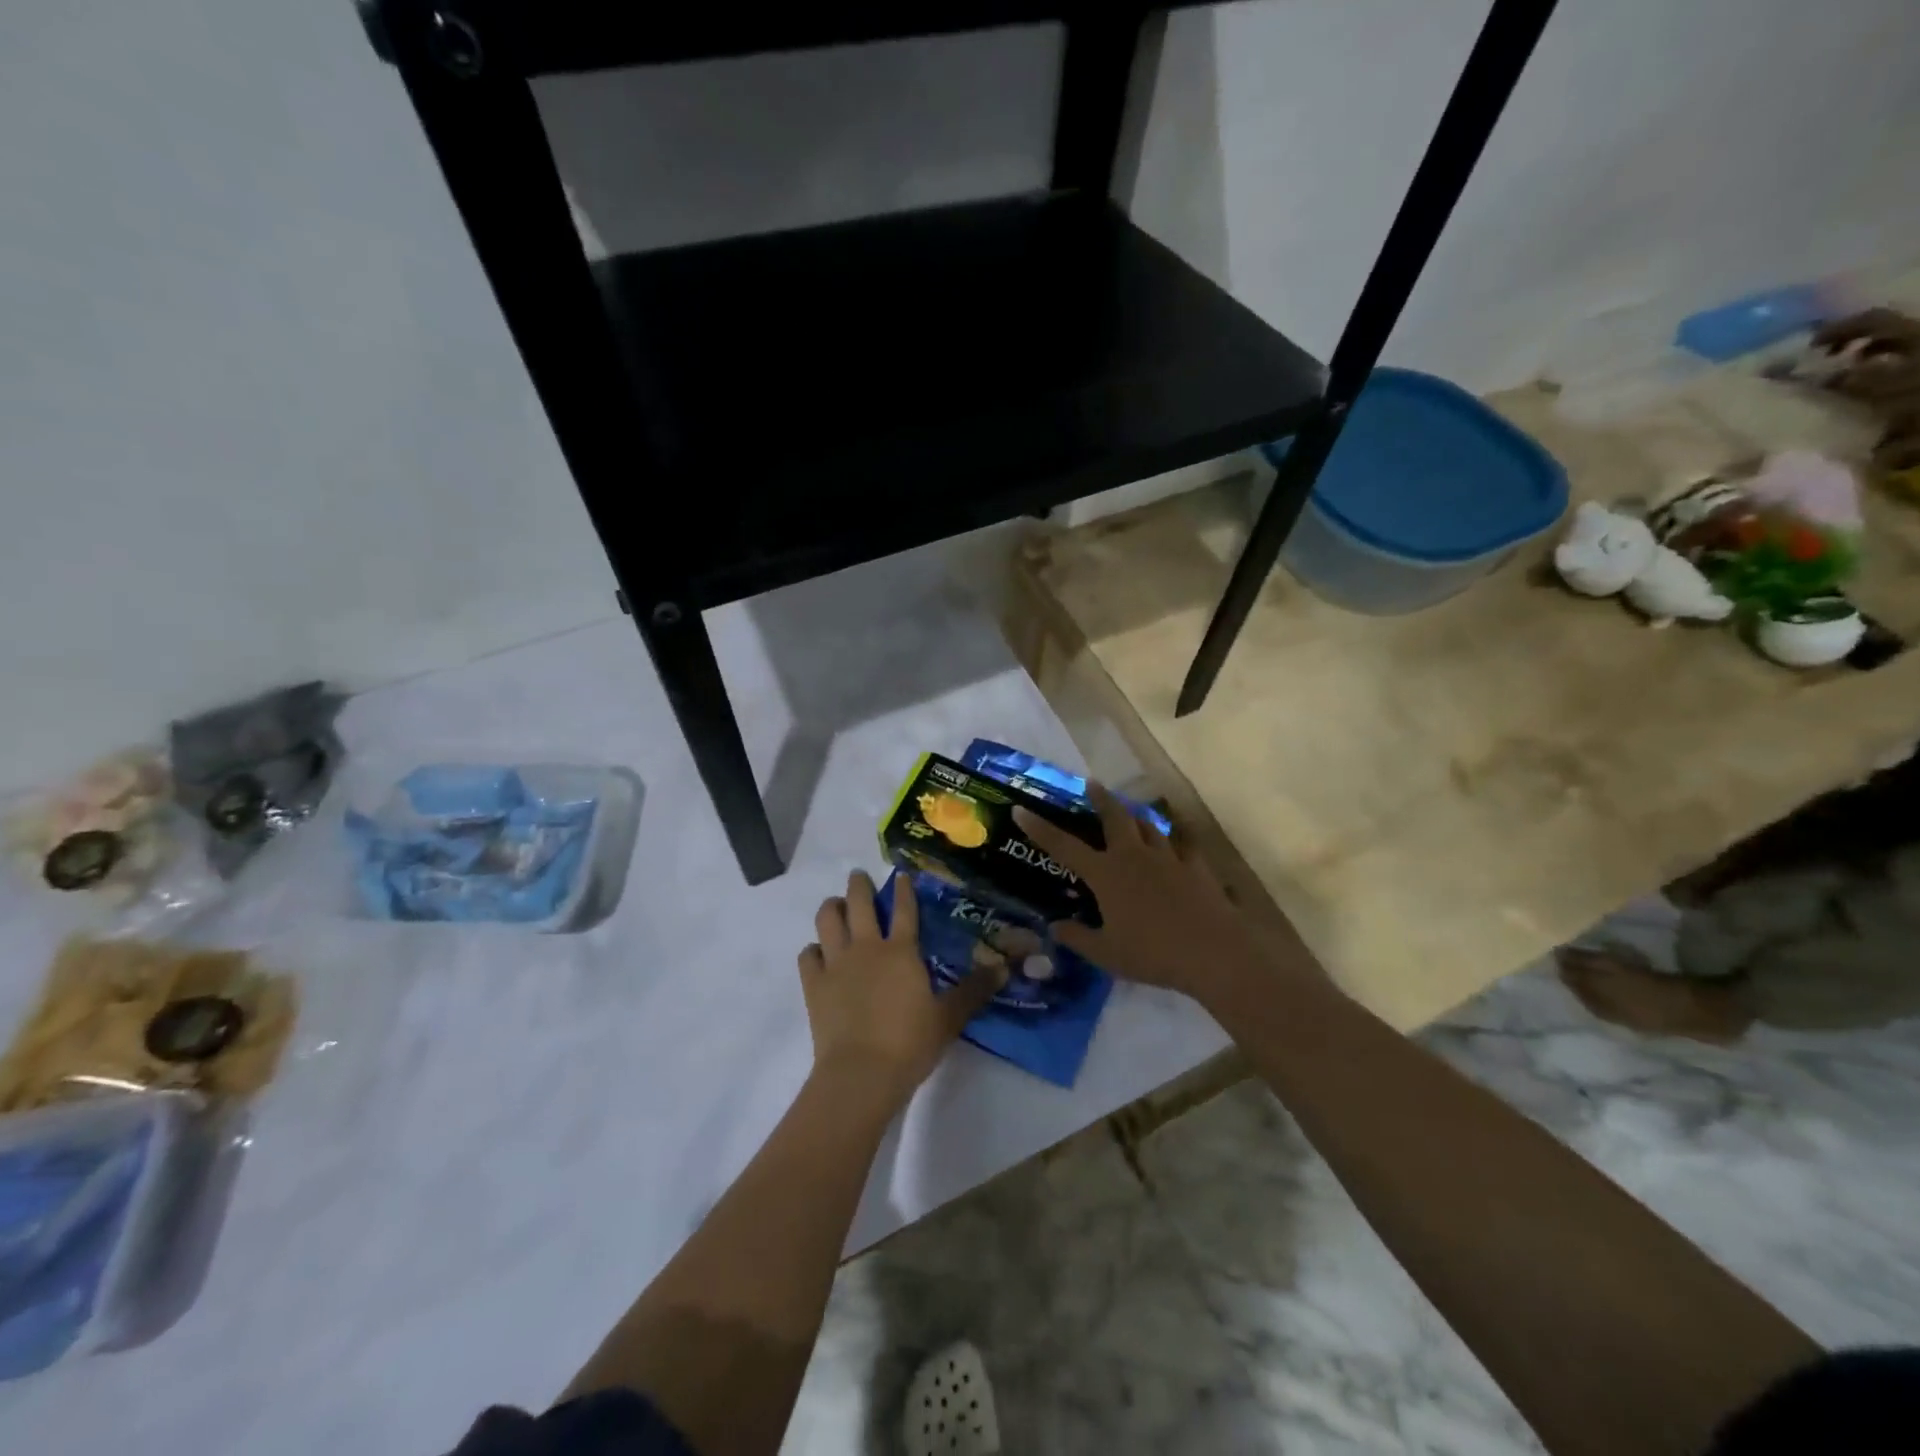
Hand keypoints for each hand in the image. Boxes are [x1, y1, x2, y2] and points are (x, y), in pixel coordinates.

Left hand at [799, 870, 1003, 1106]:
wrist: (861, 1073)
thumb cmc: (910, 1043)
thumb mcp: (949, 1017)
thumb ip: (974, 990)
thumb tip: (1004, 968)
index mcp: (901, 951)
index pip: (904, 910)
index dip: (903, 890)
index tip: (901, 875)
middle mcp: (866, 948)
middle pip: (859, 904)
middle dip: (859, 885)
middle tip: (858, 877)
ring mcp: (836, 963)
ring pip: (827, 920)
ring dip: (831, 908)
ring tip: (835, 906)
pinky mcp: (814, 984)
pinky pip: (808, 955)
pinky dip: (813, 949)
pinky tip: (818, 953)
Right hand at [1012, 788, 1300, 1007]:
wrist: (1212, 952)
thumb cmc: (1152, 953)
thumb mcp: (1106, 954)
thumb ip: (1078, 938)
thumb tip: (1054, 927)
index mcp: (1106, 874)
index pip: (1064, 846)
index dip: (1040, 828)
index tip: (1021, 810)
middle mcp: (1134, 856)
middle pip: (1114, 817)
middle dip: (1100, 799)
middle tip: (1092, 784)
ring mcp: (1168, 858)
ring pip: (1149, 826)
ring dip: (1136, 817)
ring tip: (1131, 813)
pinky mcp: (1196, 867)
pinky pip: (1183, 846)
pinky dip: (1176, 842)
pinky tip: (1178, 844)